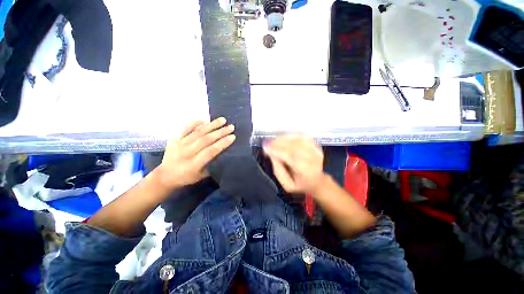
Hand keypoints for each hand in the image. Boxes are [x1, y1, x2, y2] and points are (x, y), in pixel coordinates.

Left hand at [157, 118, 234, 188]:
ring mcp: (179, 144)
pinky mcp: (174, 139)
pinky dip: (194, 123)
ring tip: (222, 120)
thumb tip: (223, 153)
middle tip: (231, 127)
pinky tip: (204, 119)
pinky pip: (185, 129)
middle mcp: (187, 153)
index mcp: (194, 164)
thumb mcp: (201, 176)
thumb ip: (212, 165)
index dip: (222, 143)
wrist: (165, 175)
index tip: (233, 136)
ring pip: (198, 133)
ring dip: (211, 125)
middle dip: (220, 132)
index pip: (211, 151)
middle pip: (206, 140)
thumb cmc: (186, 177)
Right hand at [263, 134, 326, 193]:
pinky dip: (290, 135)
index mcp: (307, 171)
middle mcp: (313, 159)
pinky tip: (282, 137)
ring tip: (272, 140)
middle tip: (267, 143)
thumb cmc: (300, 184)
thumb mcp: (287, 184)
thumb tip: (271, 154)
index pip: (291, 157)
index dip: (277, 151)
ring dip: (283, 138)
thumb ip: (278, 170)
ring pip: (297, 139)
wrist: (316, 181)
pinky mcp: (314, 144)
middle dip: (278, 143)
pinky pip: (301, 136)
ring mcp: (315, 150)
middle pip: (294, 146)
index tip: (266, 148)